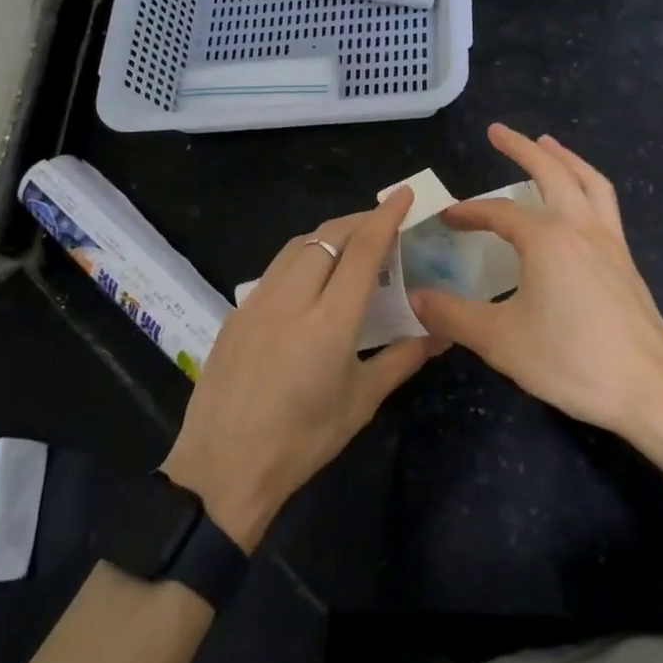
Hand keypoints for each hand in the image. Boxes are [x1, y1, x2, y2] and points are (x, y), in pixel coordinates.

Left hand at [161, 188, 445, 550]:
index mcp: (330, 322)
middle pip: (328, 236)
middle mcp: (292, 299)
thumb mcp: (360, 402)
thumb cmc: (302, 441)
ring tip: (351, 245)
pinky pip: (277, 267)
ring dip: (329, 235)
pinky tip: (312, 278)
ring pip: (298, 245)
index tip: (403, 193)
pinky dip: (303, 256)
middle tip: (383, 224)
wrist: (222, 469)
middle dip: (359, 220)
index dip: (385, 217)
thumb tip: (440, 332)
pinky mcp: (238, 310)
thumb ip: (402, 358)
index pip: (363, 251)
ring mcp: (258, 301)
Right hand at [409, 124, 662, 436]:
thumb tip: (416, 298)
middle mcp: (579, 227)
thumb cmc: (571, 359)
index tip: (446, 218)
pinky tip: (578, 201)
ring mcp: (609, 241)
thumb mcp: (500, 340)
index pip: (498, 212)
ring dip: (564, 158)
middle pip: (551, 171)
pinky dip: (586, 184)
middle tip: (498, 130)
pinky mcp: (626, 260)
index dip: (469, 212)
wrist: (649, 387)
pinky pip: (604, 203)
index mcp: (547, 239)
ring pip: (588, 180)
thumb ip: (454, 315)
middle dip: (521, 148)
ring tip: (546, 143)